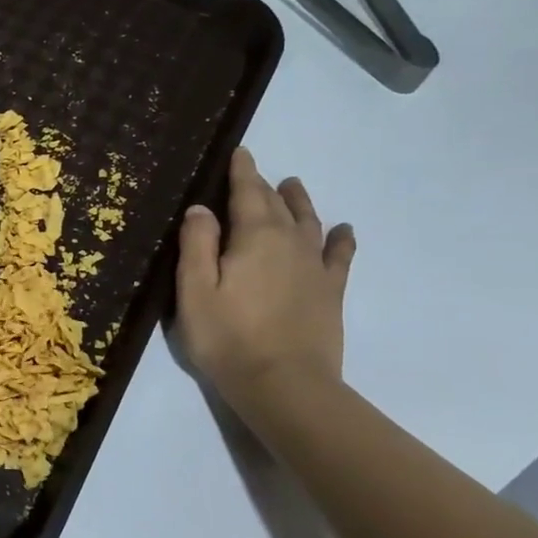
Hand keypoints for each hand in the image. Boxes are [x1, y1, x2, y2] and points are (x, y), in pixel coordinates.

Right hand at [176, 147, 355, 397]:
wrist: (284, 385)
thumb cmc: (227, 337)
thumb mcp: (194, 290)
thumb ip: (197, 244)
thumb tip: (201, 208)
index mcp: (254, 237)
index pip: (247, 193)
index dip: (242, 171)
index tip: (240, 152)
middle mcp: (290, 242)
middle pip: (277, 205)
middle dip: (264, 185)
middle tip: (256, 172)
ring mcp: (315, 268)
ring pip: (309, 222)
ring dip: (300, 202)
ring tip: (294, 186)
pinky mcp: (330, 292)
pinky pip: (339, 256)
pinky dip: (341, 239)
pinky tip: (343, 231)